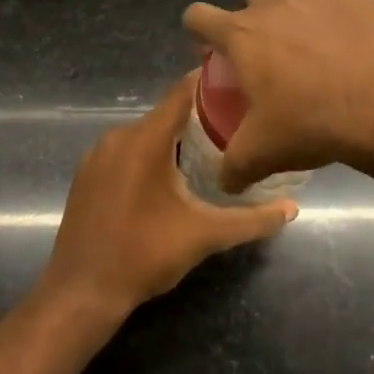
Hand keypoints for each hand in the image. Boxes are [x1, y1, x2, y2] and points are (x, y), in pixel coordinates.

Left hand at [42, 71, 298, 317]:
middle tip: (235, 125)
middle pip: (165, 113)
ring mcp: (97, 155)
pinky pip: (125, 151)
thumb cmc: (144, 255)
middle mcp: (118, 137)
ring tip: (209, 150)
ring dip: (173, 139)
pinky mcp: (87, 174)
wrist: (81, 293)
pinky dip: (148, 155)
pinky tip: (169, 177)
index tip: (240, 81)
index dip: (210, 82)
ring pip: (145, 134)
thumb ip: (251, 220)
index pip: (182, 93)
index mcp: (145, 139)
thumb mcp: (204, 236)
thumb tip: (292, 208)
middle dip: (199, 117)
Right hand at [182, 0, 373, 193]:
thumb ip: (233, 167)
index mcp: (243, 34)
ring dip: (297, 13)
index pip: (198, 15)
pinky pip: (339, 2)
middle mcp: (276, 4)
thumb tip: (223, 182)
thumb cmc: (312, 123)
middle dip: (250, 4)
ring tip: (314, 49)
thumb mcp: (263, 154)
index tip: (209, 48)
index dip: (198, 29)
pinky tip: (352, 49)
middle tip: (265, 42)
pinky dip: (339, 20)